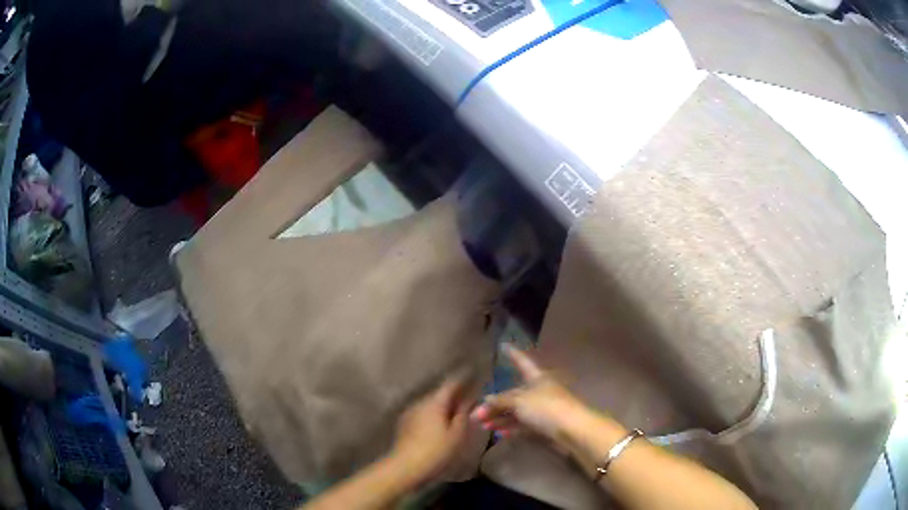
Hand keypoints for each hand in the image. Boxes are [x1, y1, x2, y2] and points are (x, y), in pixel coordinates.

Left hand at [390, 376, 473, 483]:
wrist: (405, 466)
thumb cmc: (436, 450)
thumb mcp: (457, 434)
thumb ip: (464, 414)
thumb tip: (470, 400)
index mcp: (435, 402)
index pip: (451, 383)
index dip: (464, 378)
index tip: (474, 374)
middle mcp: (421, 402)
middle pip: (440, 393)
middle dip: (455, 394)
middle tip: (470, 397)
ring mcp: (410, 412)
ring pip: (431, 404)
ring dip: (444, 405)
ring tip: (457, 412)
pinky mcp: (404, 424)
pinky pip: (423, 413)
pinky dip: (434, 414)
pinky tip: (440, 424)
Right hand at [471, 344, 587, 446]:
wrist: (571, 430)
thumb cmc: (546, 407)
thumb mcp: (519, 401)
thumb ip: (500, 401)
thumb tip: (485, 400)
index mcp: (537, 377)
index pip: (522, 362)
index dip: (513, 354)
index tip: (503, 345)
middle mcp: (539, 390)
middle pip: (513, 394)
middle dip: (495, 404)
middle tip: (476, 414)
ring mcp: (542, 408)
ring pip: (516, 411)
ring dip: (500, 418)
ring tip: (483, 426)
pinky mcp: (544, 425)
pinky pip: (523, 424)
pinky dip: (511, 427)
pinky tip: (498, 433)